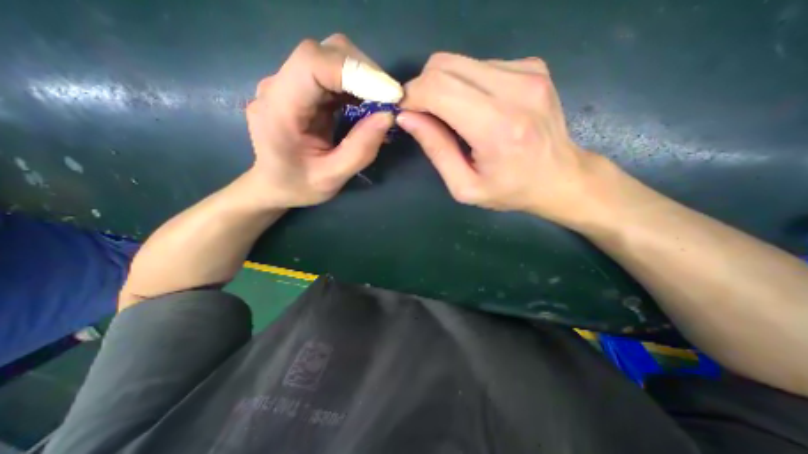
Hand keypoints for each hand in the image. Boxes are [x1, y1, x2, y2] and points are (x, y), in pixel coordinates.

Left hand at [249, 34, 397, 206]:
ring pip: (332, 58)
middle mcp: (279, 85)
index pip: (313, 63)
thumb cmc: (298, 186)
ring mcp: (290, 83)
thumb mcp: (332, 178)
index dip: (355, 71)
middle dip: (365, 73)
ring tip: (382, 104)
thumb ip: (360, 150)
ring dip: (364, 78)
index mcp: (279, 108)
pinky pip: (334, 74)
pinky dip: (357, 85)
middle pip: (326, 53)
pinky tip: (368, 104)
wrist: (274, 185)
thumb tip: (388, 116)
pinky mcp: (303, 88)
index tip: (389, 94)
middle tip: (391, 101)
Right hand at [397, 52, 604, 225]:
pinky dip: (466, 84)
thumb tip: (407, 118)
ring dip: (444, 86)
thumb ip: (436, 150)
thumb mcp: (464, 186)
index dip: (411, 96)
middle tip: (423, 114)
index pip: (437, 88)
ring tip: (452, 116)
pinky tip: (476, 108)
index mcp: (496, 127)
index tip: (405, 112)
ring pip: (460, 61)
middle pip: (445, 65)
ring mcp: (528, 72)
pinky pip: (480, 65)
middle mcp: (515, 89)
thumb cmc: (509, 190)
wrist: (560, 178)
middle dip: (423, 88)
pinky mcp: (532, 66)